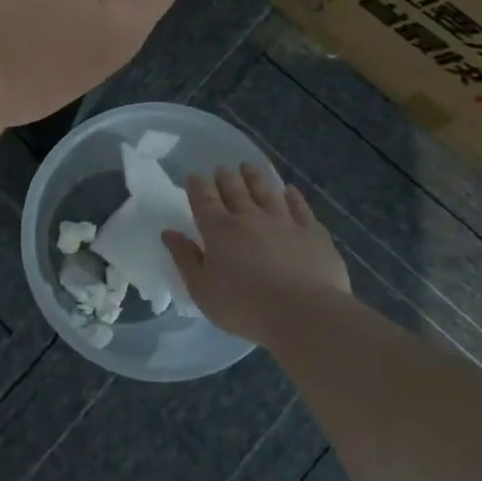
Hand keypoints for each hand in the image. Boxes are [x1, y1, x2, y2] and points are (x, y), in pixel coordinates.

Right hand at [163, 164, 353, 346]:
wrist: (304, 313)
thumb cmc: (245, 307)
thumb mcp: (202, 290)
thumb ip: (185, 259)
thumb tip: (169, 233)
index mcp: (219, 231)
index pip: (204, 200)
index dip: (197, 186)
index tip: (194, 176)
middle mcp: (250, 218)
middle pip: (235, 190)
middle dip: (225, 177)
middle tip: (221, 169)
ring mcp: (284, 222)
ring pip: (266, 191)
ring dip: (255, 177)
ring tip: (249, 167)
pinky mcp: (312, 232)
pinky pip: (300, 207)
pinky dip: (293, 196)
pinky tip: (289, 190)